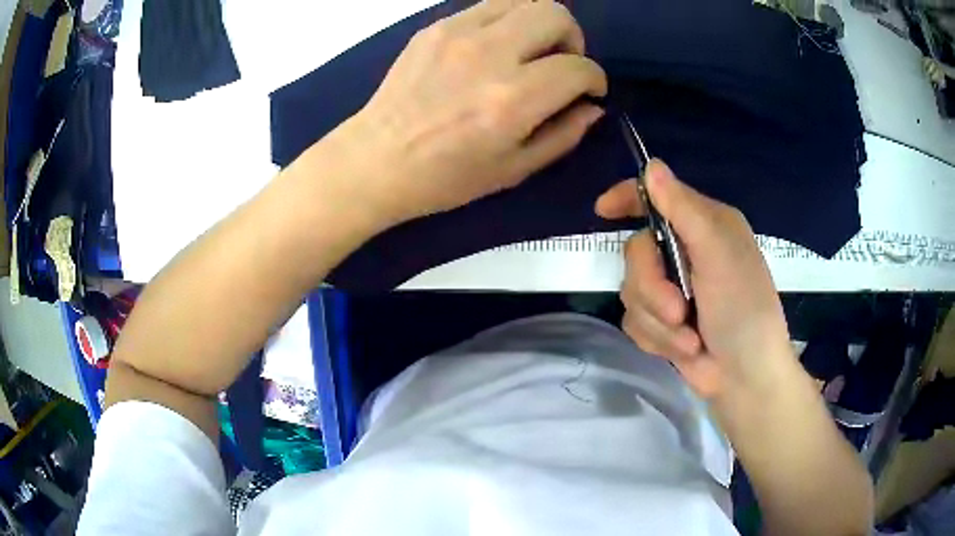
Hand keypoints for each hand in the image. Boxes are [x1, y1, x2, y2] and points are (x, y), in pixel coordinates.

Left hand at [313, 0, 606, 226]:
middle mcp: (489, 55)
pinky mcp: (435, 26)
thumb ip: (563, 135)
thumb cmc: (445, 178)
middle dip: (572, 39)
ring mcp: (458, 33)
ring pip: (524, 0)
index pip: (578, 67)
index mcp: (512, 100)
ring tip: (530, 50)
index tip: (588, 91)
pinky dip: (506, 22)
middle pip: (556, 14)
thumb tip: (592, 107)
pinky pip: (488, 6)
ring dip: (540, 22)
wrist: (375, 159)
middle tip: (561, 63)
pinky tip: (494, 48)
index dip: (594, 79)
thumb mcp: (514, 170)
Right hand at [596, 160, 795, 401]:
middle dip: (652, 287)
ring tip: (689, 338)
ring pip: (631, 292)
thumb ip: (684, 210)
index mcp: (703, 225)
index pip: (656, 197)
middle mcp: (685, 251)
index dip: (627, 198)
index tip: (603, 210)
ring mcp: (671, 289)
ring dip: (659, 321)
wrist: (745, 377)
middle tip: (679, 310)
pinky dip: (657, 339)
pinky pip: (633, 322)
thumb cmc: (744, 309)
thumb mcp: (719, 253)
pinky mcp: (660, 323)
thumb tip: (652, 166)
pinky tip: (683, 348)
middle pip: (635, 252)